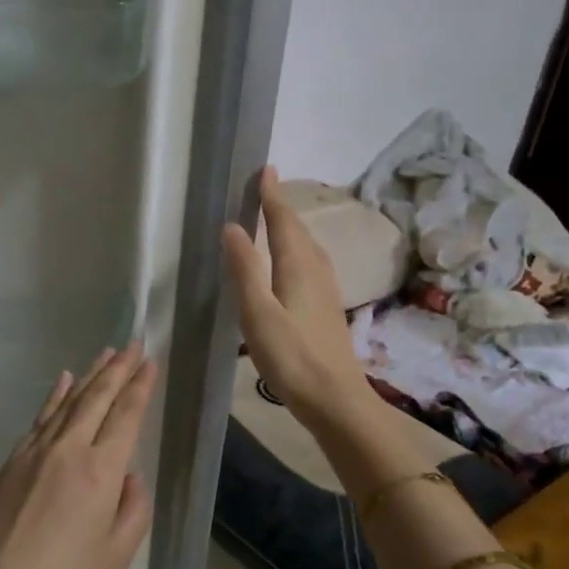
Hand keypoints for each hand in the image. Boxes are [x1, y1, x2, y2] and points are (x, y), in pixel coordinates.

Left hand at [0, 345, 158, 568]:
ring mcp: (33, 453)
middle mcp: (68, 451)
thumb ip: (133, 509)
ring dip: (88, 376)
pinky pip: (39, 418)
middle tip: (132, 344)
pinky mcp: (9, 463)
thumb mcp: (117, 556)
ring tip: (105, 354)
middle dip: (117, 369)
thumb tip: (128, 476)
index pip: (126, 416)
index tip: (149, 360)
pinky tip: (62, 382)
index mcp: (101, 472)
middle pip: (96, 398)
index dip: (140, 386)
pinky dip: (54, 397)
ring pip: (67, 402)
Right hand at [222, 166, 368, 427]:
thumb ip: (245, 269)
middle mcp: (316, 271)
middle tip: (265, 188)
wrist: (335, 399)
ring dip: (291, 228)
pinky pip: (310, 264)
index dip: (272, 196)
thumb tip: (233, 226)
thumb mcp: (258, 312)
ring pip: (307, 247)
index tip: (265, 170)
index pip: (283, 221)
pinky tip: (291, 264)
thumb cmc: (292, 356)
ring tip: (275, 218)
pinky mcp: (326, 309)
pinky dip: (296, 251)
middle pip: (298, 231)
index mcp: (298, 266)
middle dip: (281, 207)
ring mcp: (325, 290)